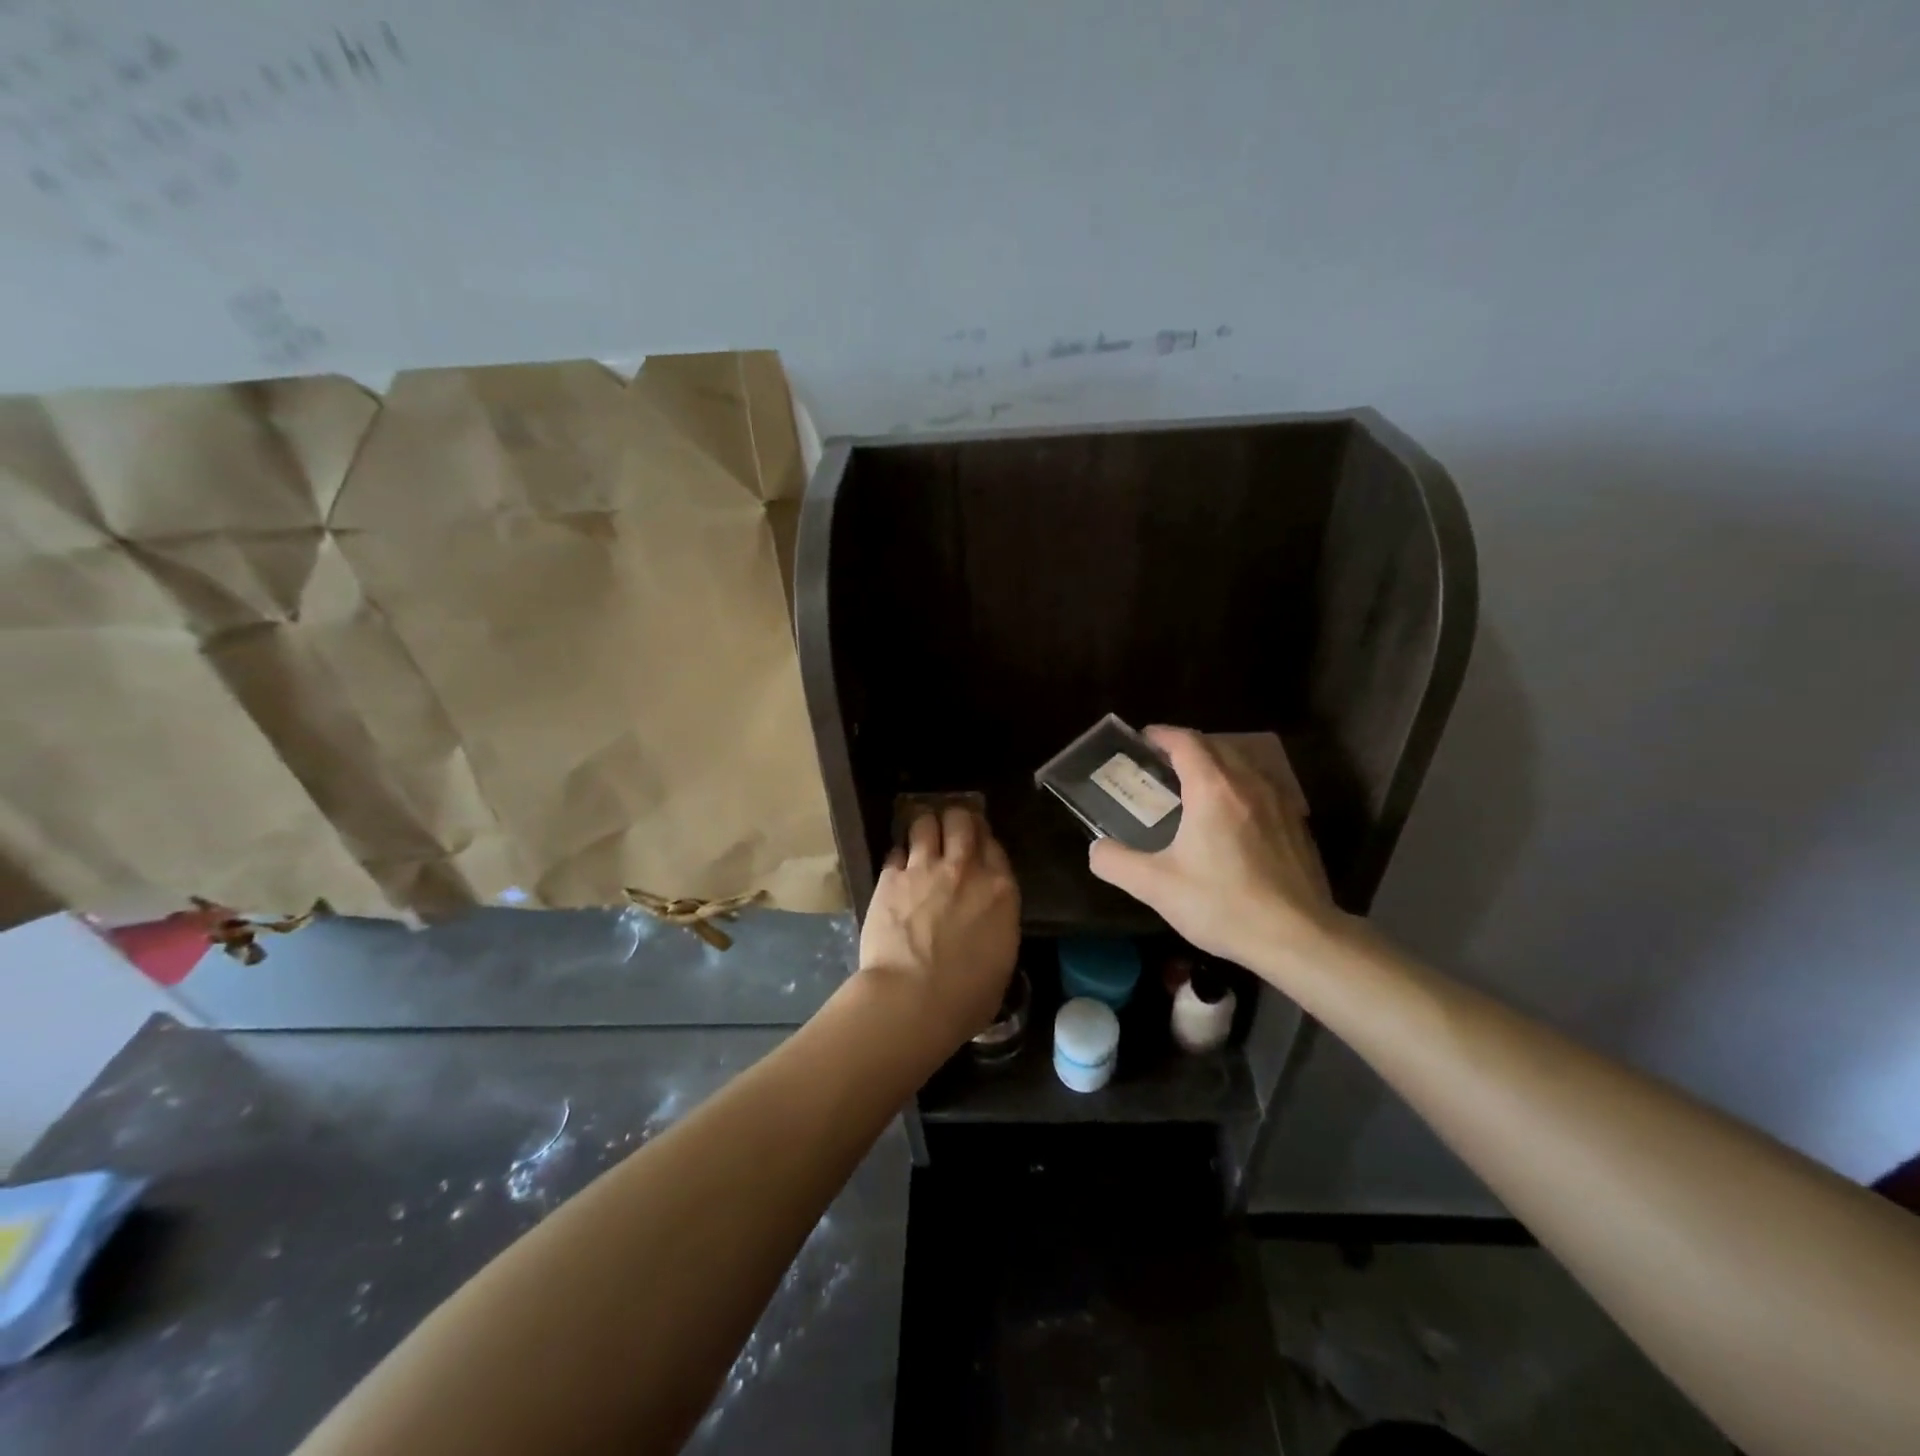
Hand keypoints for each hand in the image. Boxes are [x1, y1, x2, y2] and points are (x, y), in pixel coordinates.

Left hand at [858, 806, 1020, 1052]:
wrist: (912, 999)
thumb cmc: (966, 997)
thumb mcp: (1001, 960)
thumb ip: (996, 926)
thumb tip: (987, 923)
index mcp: (1000, 890)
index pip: (994, 846)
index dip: (984, 840)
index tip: (978, 844)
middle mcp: (965, 869)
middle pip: (962, 821)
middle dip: (956, 819)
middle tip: (951, 828)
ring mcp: (925, 869)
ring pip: (925, 824)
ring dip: (924, 826)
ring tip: (921, 834)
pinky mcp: (890, 878)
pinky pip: (895, 851)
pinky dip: (899, 855)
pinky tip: (897, 865)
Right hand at [1087, 726, 1344, 978]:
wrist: (1298, 937)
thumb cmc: (1223, 904)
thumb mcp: (1156, 887)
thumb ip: (1116, 863)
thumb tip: (1097, 849)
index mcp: (1213, 788)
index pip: (1186, 742)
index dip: (1161, 735)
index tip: (1142, 740)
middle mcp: (1249, 784)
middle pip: (1216, 747)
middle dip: (1187, 748)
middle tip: (1162, 766)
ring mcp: (1280, 802)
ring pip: (1244, 765)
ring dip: (1217, 766)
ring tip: (1196, 788)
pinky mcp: (1298, 825)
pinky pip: (1264, 789)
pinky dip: (1241, 788)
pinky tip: (1233, 820)